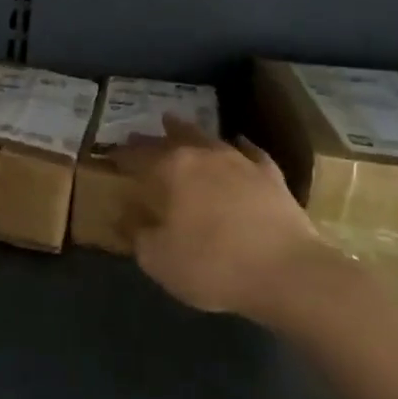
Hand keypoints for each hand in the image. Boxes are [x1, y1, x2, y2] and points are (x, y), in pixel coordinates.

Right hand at [111, 117, 330, 319]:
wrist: (288, 273)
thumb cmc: (213, 265)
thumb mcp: (160, 260)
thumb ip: (138, 235)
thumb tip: (125, 216)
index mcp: (170, 169)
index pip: (137, 156)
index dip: (120, 156)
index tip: (109, 156)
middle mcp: (203, 154)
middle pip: (171, 138)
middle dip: (152, 139)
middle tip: (139, 137)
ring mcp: (240, 161)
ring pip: (208, 137)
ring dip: (189, 132)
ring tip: (177, 125)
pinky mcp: (271, 175)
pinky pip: (249, 152)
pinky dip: (238, 147)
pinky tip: (236, 144)